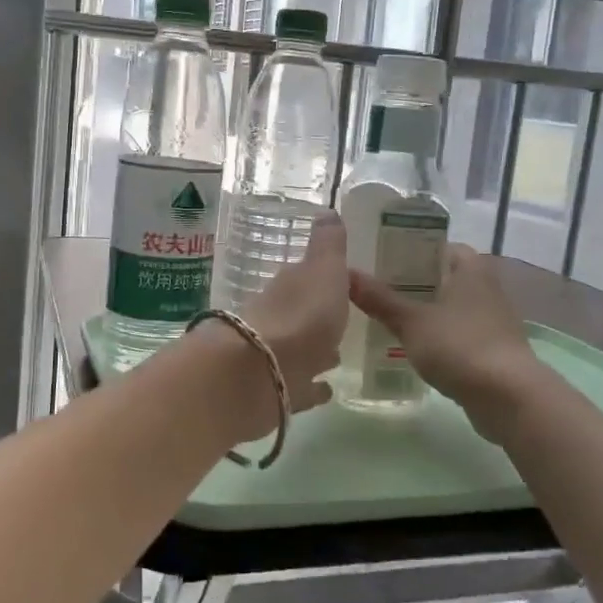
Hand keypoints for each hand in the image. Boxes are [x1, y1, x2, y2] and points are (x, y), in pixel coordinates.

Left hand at [237, 211, 349, 413]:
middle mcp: (279, 319)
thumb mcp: (323, 270)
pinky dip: (312, 388)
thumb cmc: (301, 314)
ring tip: (337, 356)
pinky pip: (300, 388)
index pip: (306, 278)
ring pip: (301, 351)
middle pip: (301, 314)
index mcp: (290, 288)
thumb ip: (328, 245)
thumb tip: (328, 209)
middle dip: (319, 318)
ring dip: (317, 352)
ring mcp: (276, 357)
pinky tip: (326, 392)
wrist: (259, 372)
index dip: (324, 279)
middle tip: (341, 323)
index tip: (343, 284)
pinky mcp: (278, 392)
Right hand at [349, 244, 540, 410]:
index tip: (381, 260)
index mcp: (470, 268)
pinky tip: (414, 347)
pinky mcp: (494, 348)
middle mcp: (486, 286)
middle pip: (443, 276)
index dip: (410, 250)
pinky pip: (459, 332)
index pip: (437, 246)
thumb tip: (345, 273)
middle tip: (376, 289)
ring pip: (451, 306)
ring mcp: (493, 319)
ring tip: (388, 317)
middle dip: (413, 283)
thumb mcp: (410, 321)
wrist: (508, 396)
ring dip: (426, 311)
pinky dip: (439, 336)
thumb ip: (379, 299)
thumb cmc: (459, 345)